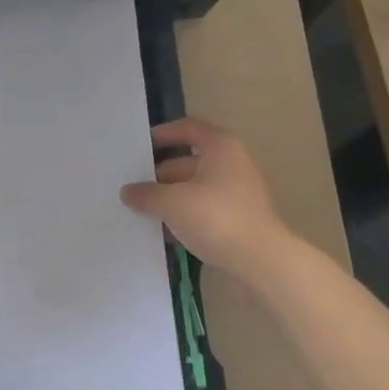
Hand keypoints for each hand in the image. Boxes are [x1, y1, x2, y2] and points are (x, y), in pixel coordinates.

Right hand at [119, 118, 293, 270]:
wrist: (260, 261)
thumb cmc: (215, 218)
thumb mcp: (171, 203)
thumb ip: (145, 194)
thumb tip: (128, 192)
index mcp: (221, 148)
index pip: (189, 128)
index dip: (163, 133)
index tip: (140, 147)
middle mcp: (232, 165)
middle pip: (187, 162)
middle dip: (158, 175)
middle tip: (131, 188)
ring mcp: (236, 194)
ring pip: (193, 189)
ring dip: (168, 198)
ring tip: (140, 211)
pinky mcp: (237, 220)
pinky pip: (203, 211)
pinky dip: (183, 217)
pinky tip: (162, 232)